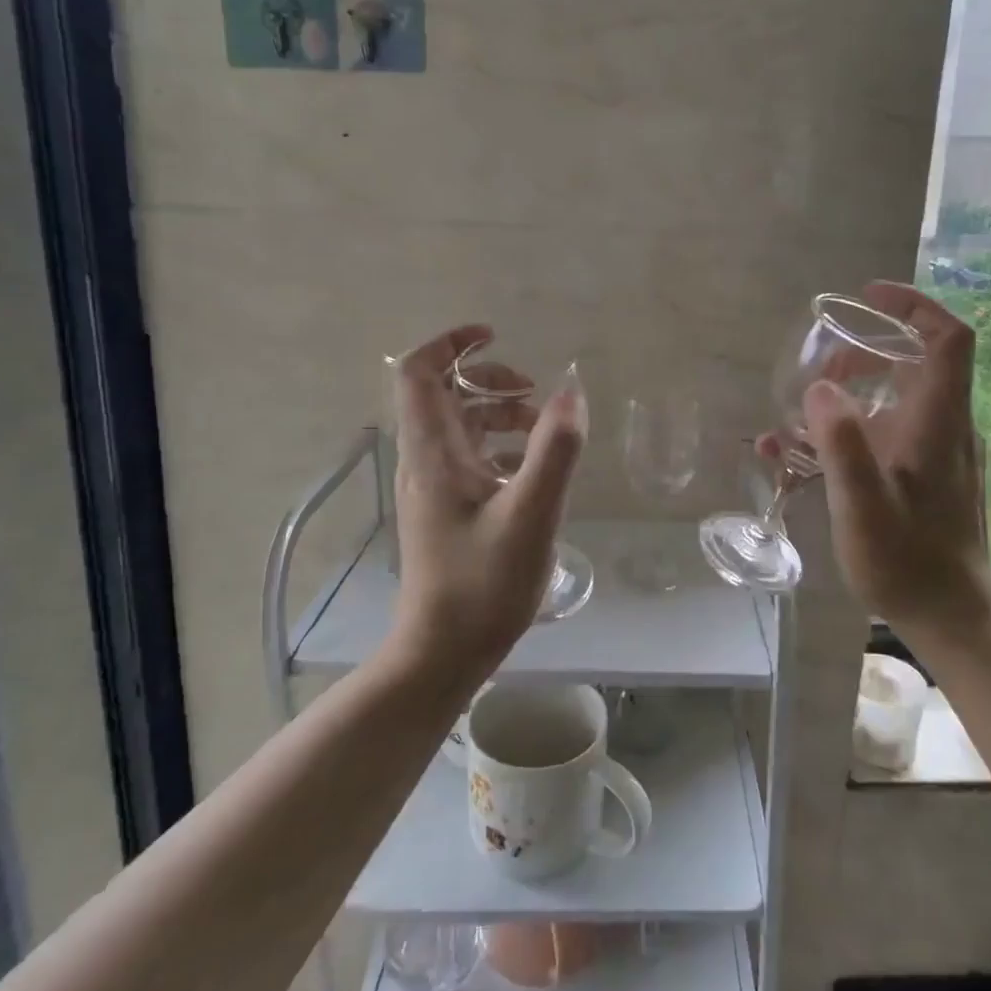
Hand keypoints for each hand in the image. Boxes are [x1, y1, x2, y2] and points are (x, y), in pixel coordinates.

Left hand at [386, 325, 586, 691]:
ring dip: (500, 415)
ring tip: (543, 430)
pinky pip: (471, 458)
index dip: (451, 344)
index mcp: (434, 452)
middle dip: (490, 380)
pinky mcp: (447, 510)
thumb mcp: (532, 513)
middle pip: (444, 394)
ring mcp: (434, 487)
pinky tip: (533, 469)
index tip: (494, 336)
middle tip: (534, 393)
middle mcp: (426, 461)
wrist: (443, 653)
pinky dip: (501, 447)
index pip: (419, 373)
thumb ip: (555, 449)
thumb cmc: (483, 583)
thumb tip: (571, 389)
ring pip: (461, 427)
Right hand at [798, 282, 990, 648]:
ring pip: (898, 400)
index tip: (868, 296)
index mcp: (939, 421)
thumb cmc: (907, 561)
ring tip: (803, 420)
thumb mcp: (863, 504)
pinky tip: (809, 461)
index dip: (914, 305)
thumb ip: (842, 442)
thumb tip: (819, 389)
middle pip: (915, 364)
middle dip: (863, 356)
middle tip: (819, 373)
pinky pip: (891, 435)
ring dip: (851, 397)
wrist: (950, 619)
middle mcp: (946, 427)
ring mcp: (940, 454)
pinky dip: (855, 432)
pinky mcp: (930, 478)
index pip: (948, 338)